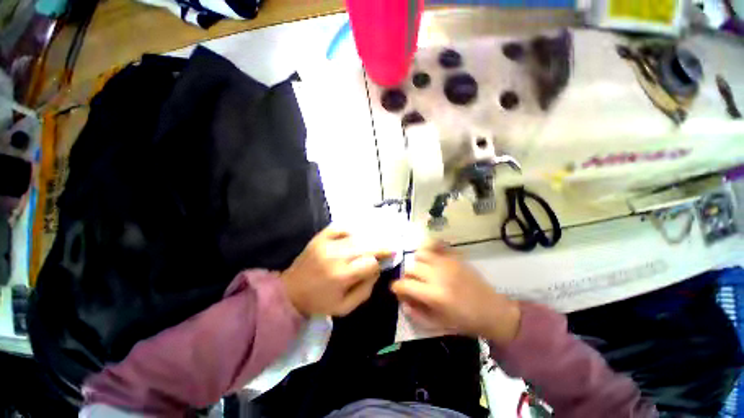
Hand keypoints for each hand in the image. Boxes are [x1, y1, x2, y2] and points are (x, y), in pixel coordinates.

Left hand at [281, 226, 391, 316]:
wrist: (290, 291)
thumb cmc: (319, 302)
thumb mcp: (345, 307)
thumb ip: (366, 290)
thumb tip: (377, 270)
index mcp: (342, 276)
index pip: (370, 263)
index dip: (378, 264)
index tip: (382, 264)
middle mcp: (336, 256)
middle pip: (366, 246)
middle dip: (380, 247)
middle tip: (390, 248)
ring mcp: (327, 244)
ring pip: (356, 237)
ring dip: (368, 240)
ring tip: (375, 243)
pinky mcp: (320, 238)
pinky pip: (340, 228)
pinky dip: (349, 231)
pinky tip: (354, 237)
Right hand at [391, 242, 520, 345]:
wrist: (493, 311)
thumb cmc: (464, 321)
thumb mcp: (438, 324)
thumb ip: (416, 314)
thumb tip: (402, 301)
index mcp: (434, 295)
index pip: (404, 284)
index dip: (397, 288)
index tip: (398, 290)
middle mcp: (438, 275)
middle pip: (411, 268)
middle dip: (407, 277)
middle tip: (413, 284)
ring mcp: (447, 263)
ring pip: (420, 254)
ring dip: (417, 263)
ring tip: (423, 272)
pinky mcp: (455, 257)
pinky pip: (436, 246)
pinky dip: (429, 250)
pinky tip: (431, 260)